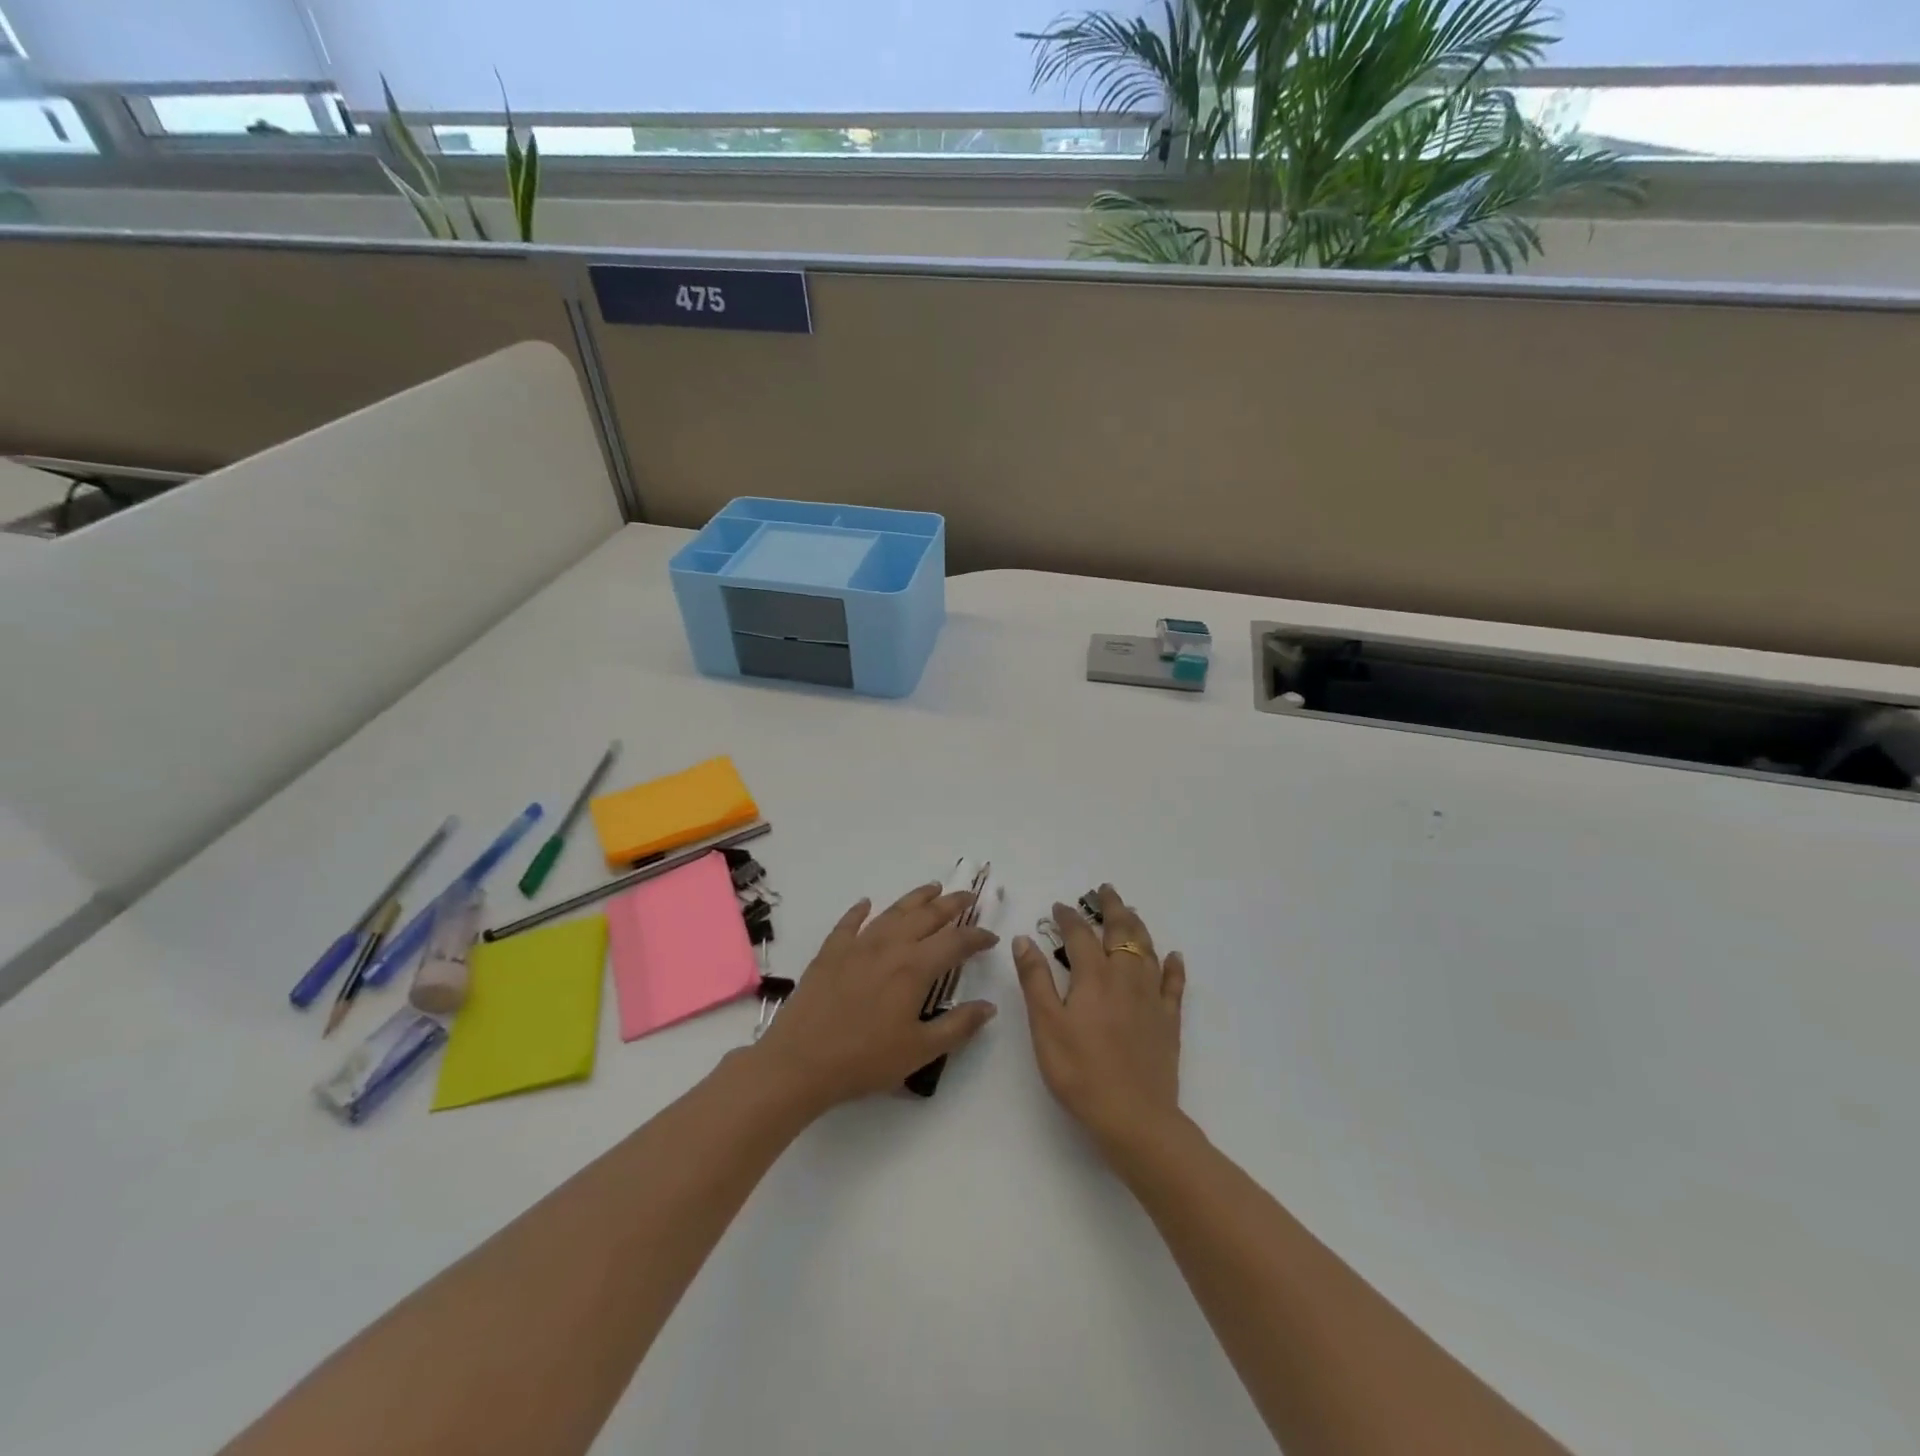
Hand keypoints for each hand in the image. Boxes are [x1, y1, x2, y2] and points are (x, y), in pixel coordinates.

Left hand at [752, 883, 998, 1113]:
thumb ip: (958, 1026)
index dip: (977, 937)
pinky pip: (850, 923)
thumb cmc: (865, 1060)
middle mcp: (889, 946)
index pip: (955, 942)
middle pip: (927, 916)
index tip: (991, 937)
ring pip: (893, 911)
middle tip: (968, 897)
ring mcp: (857, 945)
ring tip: (933, 888)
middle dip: (952, 904)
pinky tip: (867, 903)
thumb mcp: (920, 1051)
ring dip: (916, 898)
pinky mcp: (830, 952)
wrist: (800, 1062)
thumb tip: (989, 1007)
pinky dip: (860, 910)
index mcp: (915, 968)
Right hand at [1013, 885, 1186, 1156]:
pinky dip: (1173, 966)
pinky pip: (1174, 984)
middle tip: (1105, 890)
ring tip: (1130, 912)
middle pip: (1121, 931)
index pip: (1079, 935)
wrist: (1134, 1117)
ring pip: (1147, 950)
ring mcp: (1151, 998)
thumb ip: (1035, 980)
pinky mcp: (1168, 1021)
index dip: (1068, 918)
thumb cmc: (1080, 1071)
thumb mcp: (1046, 1025)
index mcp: (1093, 976)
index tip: (1058, 907)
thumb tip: (1024, 938)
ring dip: (1137, 926)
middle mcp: (1125, 977)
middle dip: (1111, 907)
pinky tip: (1174, 956)